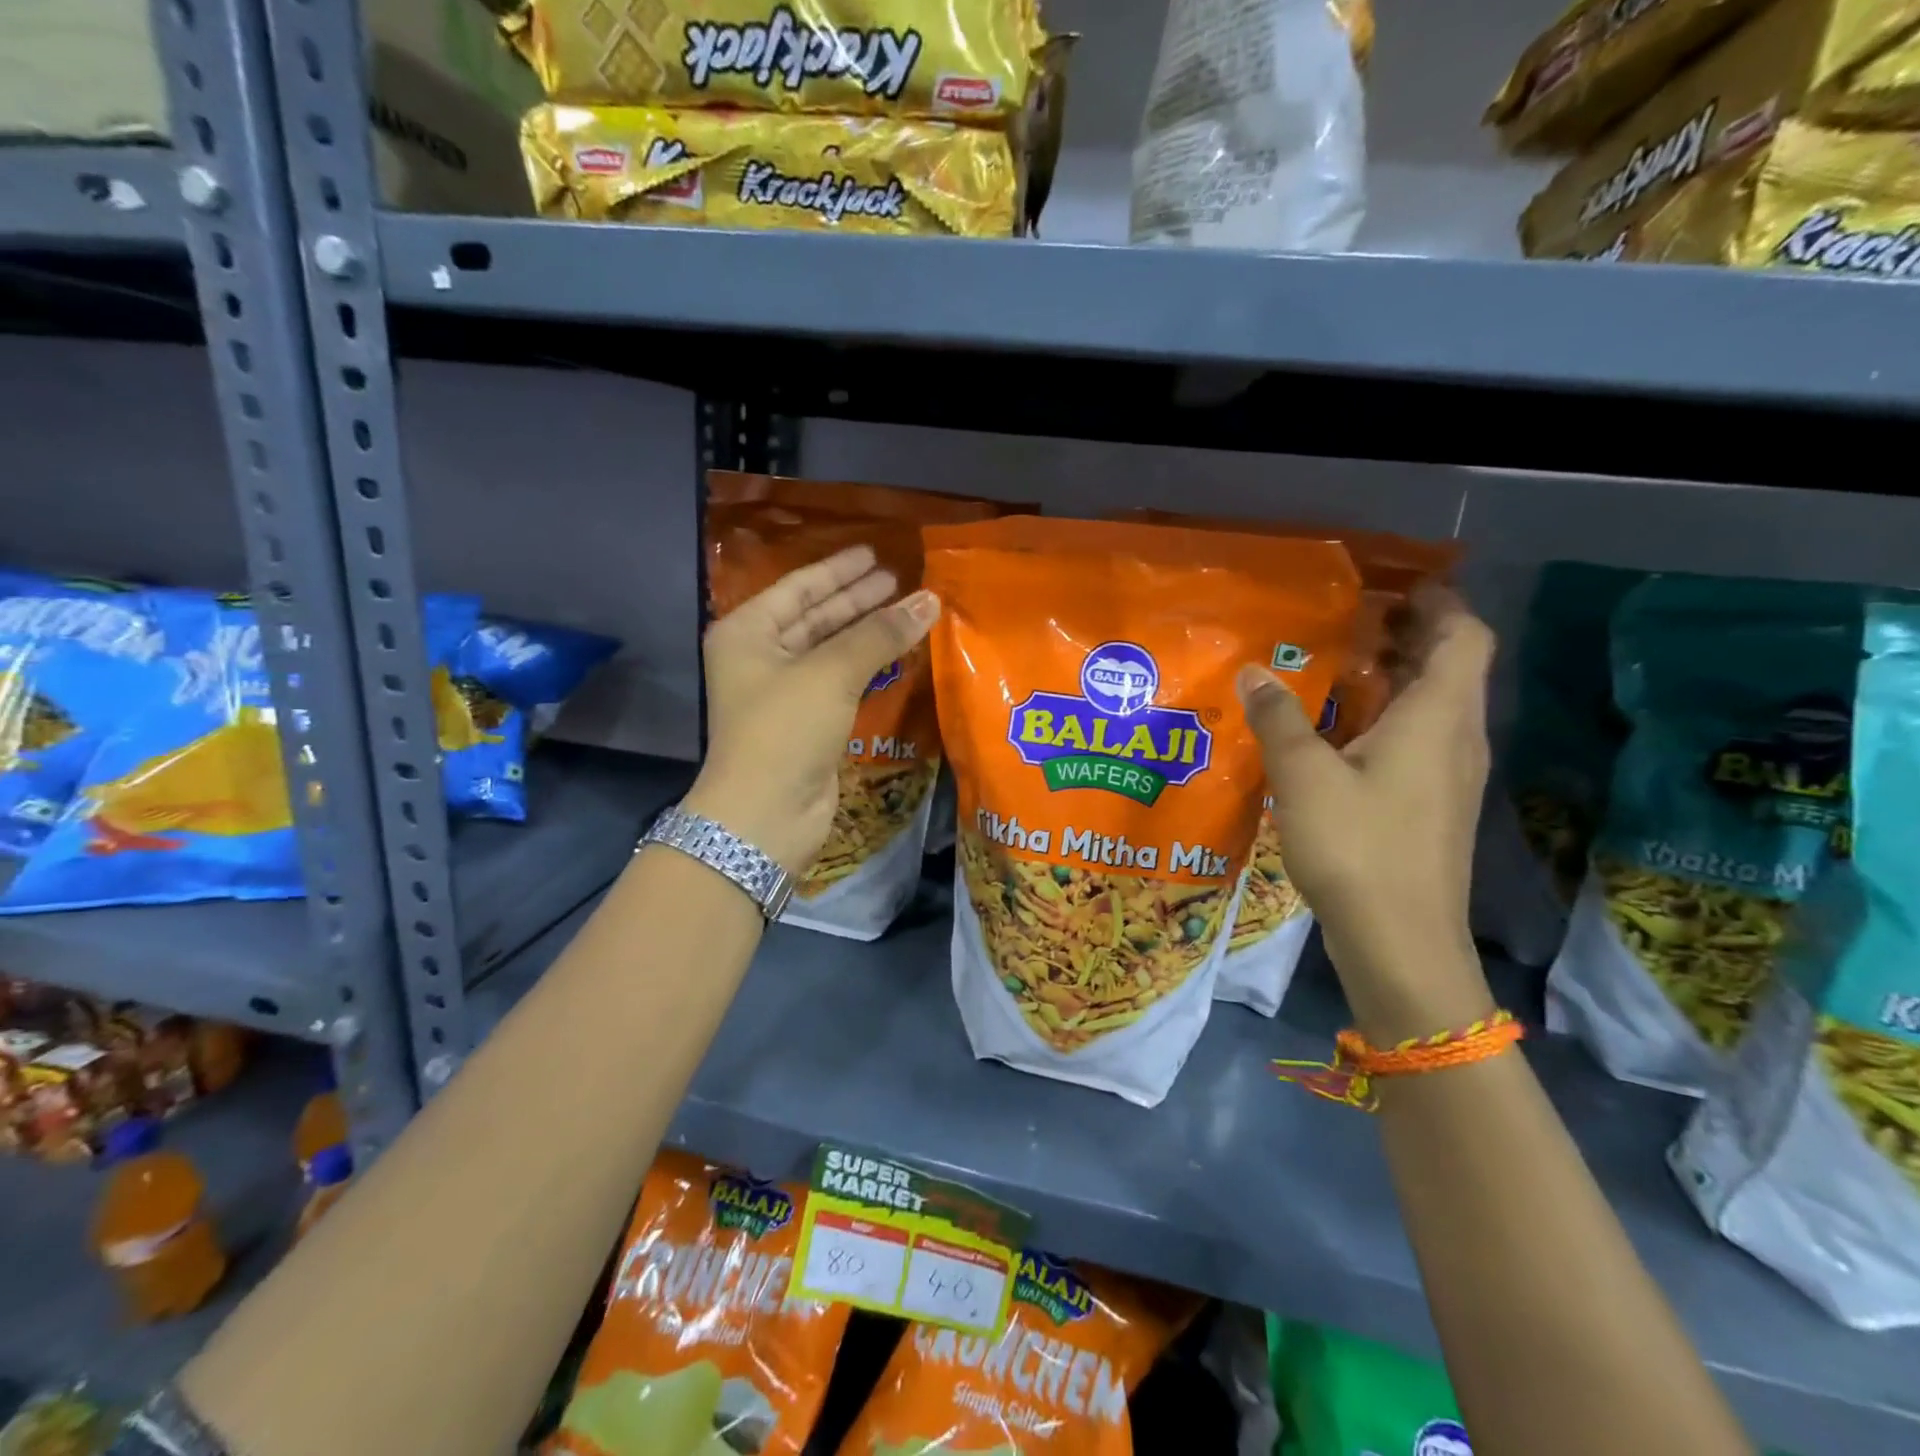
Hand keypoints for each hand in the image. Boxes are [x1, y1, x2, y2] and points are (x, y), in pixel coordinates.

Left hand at [683, 546, 940, 875]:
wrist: (766, 815)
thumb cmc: (785, 730)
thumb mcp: (830, 672)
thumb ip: (880, 634)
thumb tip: (930, 599)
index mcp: (748, 632)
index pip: (798, 588)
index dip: (839, 570)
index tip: (876, 555)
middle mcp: (762, 657)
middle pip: (816, 616)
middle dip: (858, 599)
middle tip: (899, 580)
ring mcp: (785, 691)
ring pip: (832, 650)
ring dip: (869, 632)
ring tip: (909, 610)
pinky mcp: (809, 722)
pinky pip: (843, 681)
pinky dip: (869, 666)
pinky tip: (899, 653)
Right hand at [1236, 587, 1496, 1038]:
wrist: (1401, 943)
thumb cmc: (1358, 847)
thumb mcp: (1303, 776)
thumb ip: (1278, 719)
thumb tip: (1254, 671)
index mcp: (1437, 717)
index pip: (1464, 636)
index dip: (1439, 602)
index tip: (1394, 584)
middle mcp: (1456, 738)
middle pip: (1450, 667)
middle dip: (1409, 634)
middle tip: (1349, 618)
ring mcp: (1448, 777)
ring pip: (1432, 706)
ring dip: (1394, 677)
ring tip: (1335, 666)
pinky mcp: (1431, 807)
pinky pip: (1417, 740)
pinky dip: (1386, 718)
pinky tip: (1336, 733)